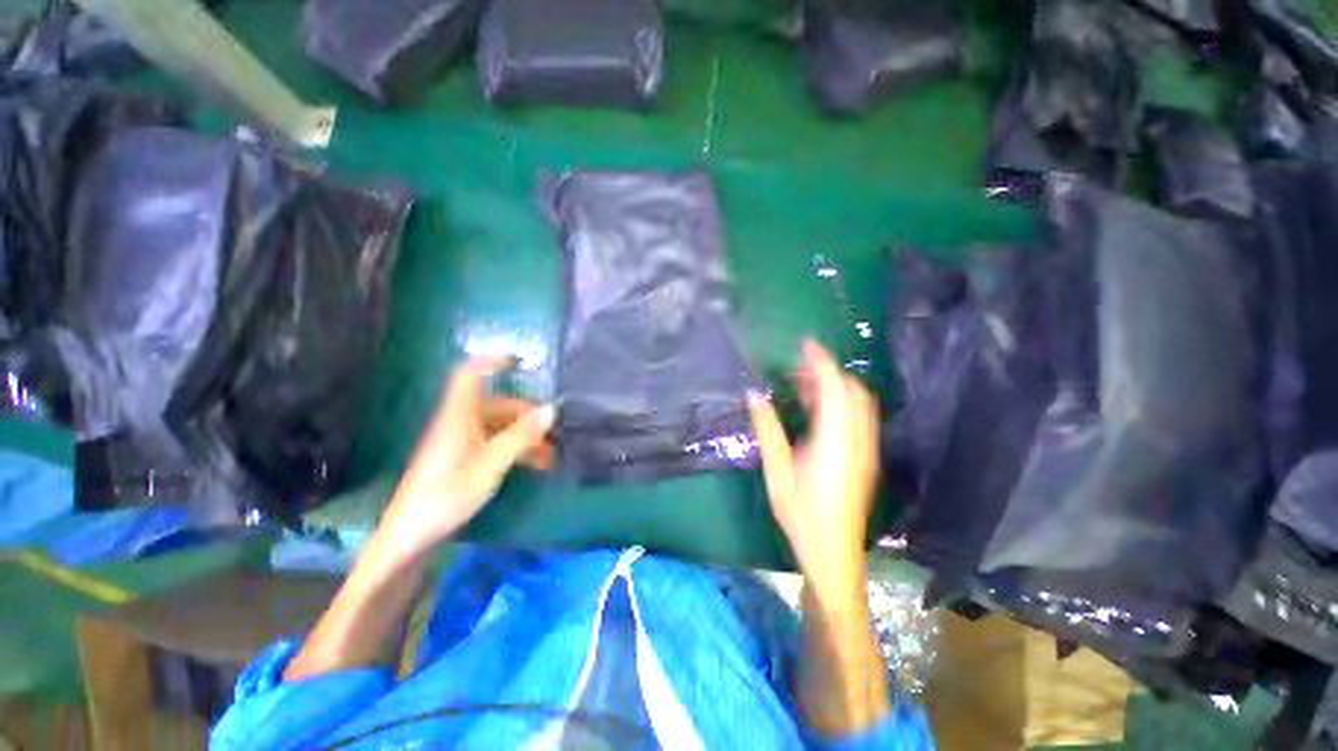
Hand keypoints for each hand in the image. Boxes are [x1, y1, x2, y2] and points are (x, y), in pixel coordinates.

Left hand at [378, 356, 554, 556]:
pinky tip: (535, 465)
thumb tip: (551, 409)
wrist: (411, 537)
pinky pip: (495, 444)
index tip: (522, 363)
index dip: (493, 362)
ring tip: (551, 456)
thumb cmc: (447, 494)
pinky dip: (516, 450)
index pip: (470, 374)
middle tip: (555, 432)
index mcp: (459, 415)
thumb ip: (522, 435)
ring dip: (526, 436)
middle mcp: (460, 422)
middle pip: (498, 405)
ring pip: (500, 427)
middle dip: (528, 415)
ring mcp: (462, 442)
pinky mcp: (463, 460)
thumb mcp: (491, 464)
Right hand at [747, 340, 879, 588]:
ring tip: (804, 385)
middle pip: (852, 392)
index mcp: (835, 440)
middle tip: (799, 367)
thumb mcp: (777, 469)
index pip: (834, 389)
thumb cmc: (801, 513)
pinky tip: (817, 410)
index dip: (821, 362)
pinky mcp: (864, 458)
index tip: (806, 344)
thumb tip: (754, 394)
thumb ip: (767, 428)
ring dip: (835, 387)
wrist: (832, 553)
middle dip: (829, 372)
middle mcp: (857, 440)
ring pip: (858, 404)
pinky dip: (839, 404)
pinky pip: (857, 418)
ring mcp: (865, 449)